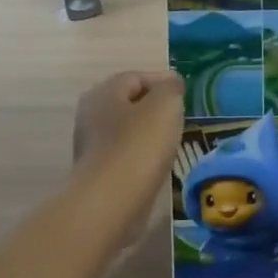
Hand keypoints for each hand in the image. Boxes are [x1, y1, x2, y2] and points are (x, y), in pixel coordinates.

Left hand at [72, 69, 185, 247]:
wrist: (112, 200)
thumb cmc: (139, 145)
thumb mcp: (165, 105)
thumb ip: (171, 88)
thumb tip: (171, 83)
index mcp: (104, 92)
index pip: (137, 77)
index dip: (164, 82)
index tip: (186, 96)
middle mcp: (91, 114)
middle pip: (130, 103)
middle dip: (155, 108)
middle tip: (181, 118)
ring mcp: (92, 145)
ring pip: (127, 130)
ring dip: (149, 134)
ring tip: (173, 143)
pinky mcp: (98, 172)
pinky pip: (125, 154)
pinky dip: (142, 155)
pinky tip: (157, 165)